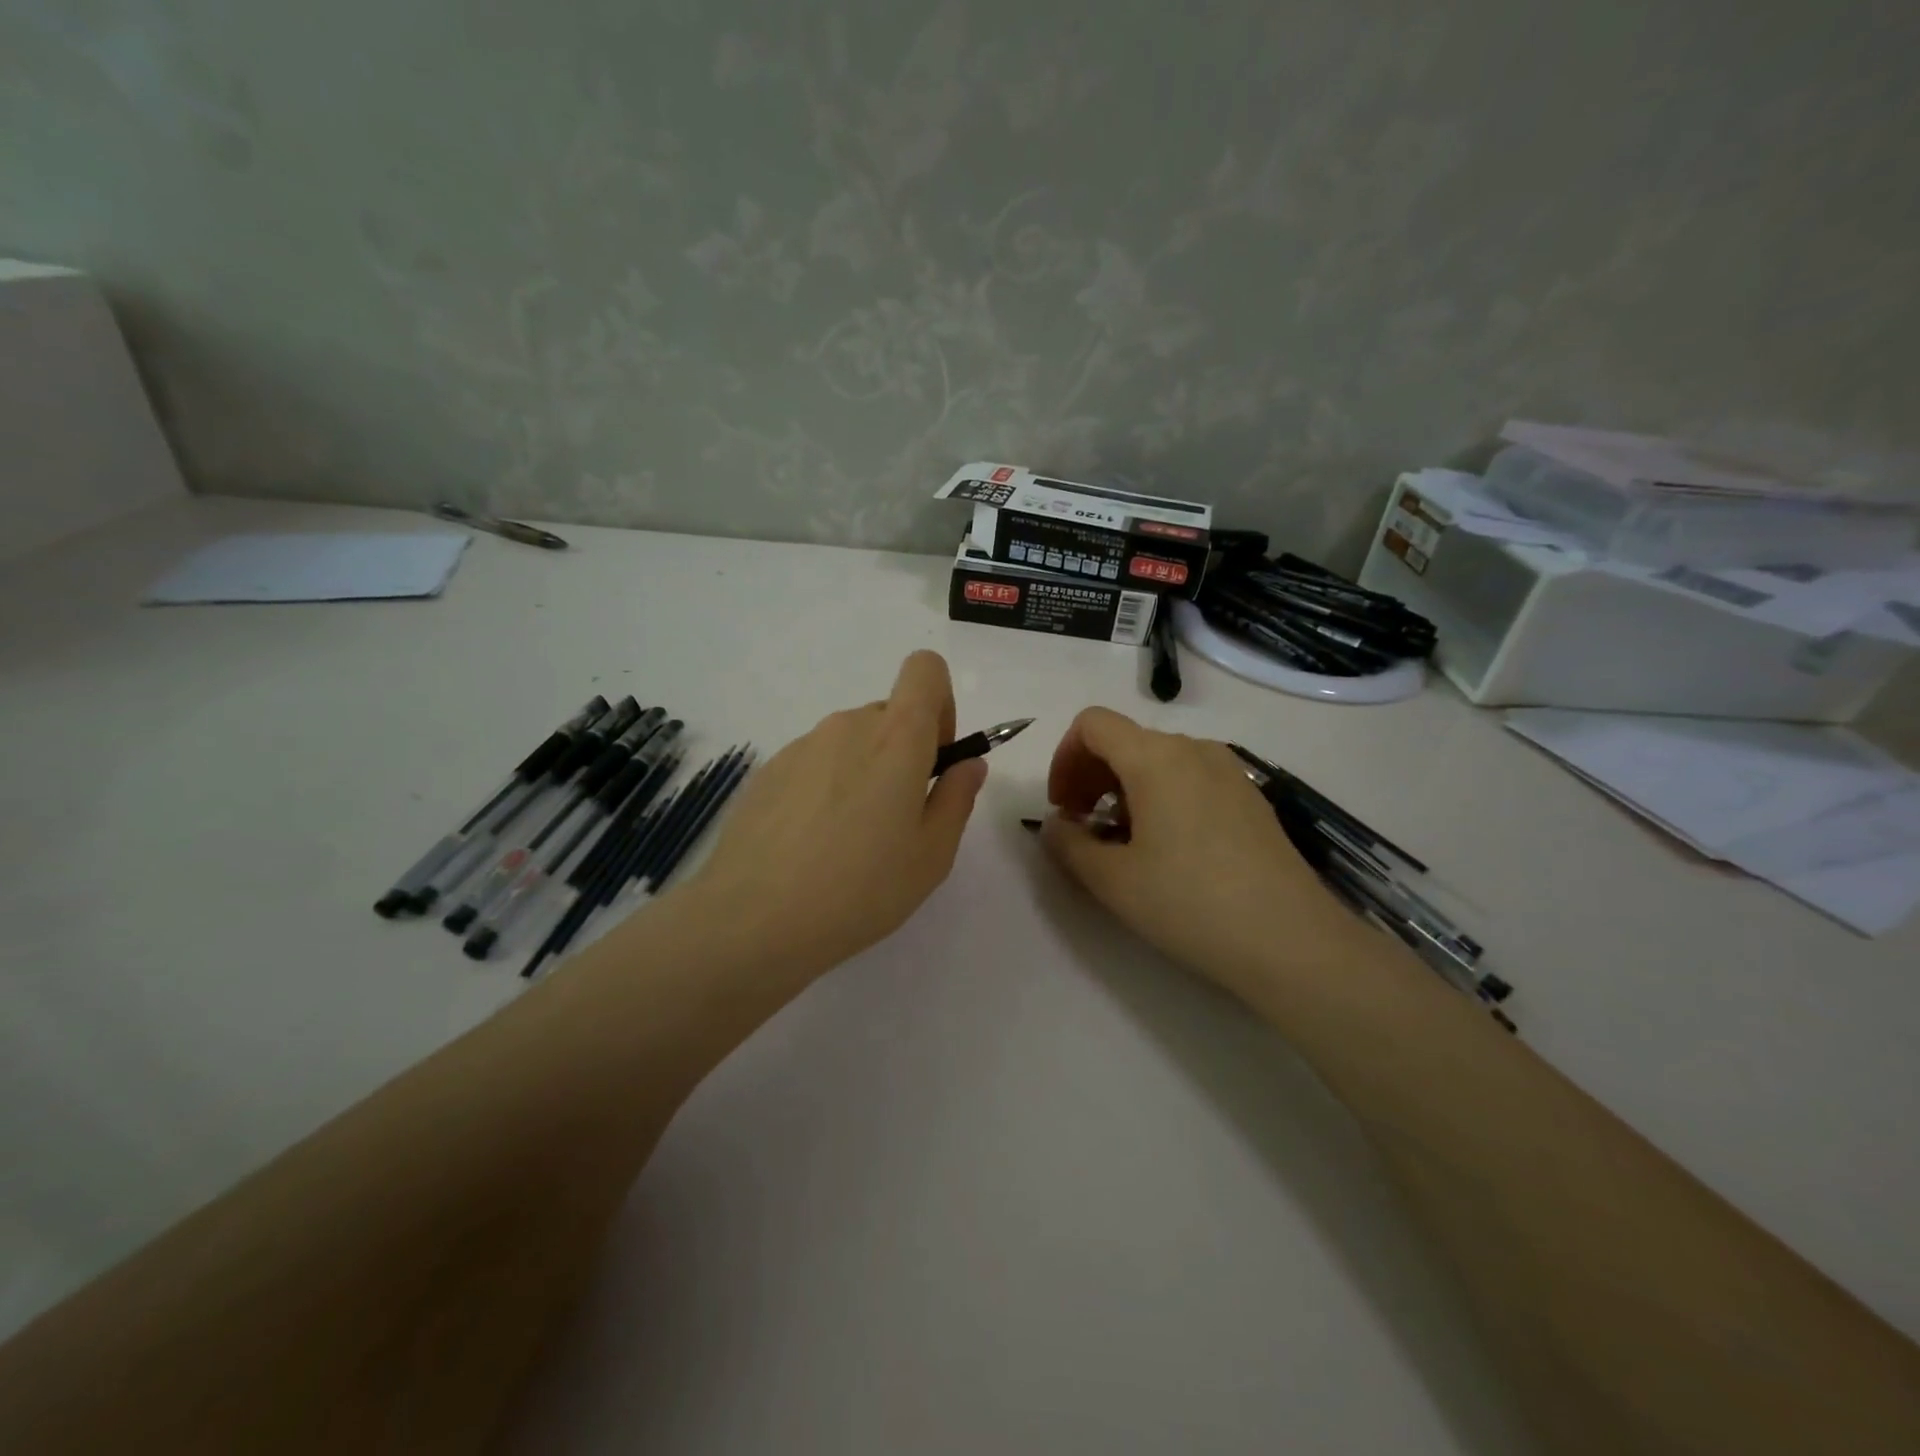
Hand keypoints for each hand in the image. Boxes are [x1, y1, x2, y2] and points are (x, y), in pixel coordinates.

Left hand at [671, 651, 986, 979]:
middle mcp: (846, 726)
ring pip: (849, 742)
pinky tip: (810, 846)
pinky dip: (824, 789)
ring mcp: (801, 746)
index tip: (934, 758)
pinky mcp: (768, 771)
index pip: (925, 669)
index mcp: (895, 737)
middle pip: (888, 715)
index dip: (940, 704)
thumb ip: (957, 797)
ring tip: (848, 841)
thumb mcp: (932, 854)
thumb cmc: (861, 888)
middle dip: (903, 753)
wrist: (753, 919)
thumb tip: (967, 763)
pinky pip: (813, 764)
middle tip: (895, 821)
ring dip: (862, 773)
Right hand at [1038, 707, 1363, 1001]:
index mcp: (1155, 757)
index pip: (1092, 724)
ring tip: (1124, 843)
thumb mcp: (1111, 880)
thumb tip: (1056, 824)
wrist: (1292, 941)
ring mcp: (1229, 771)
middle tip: (1083, 828)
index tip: (1063, 807)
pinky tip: (1169, 850)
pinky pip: (1191, 779)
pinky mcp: (1251, 797)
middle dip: (1091, 776)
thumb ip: (1068, 844)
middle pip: (1126, 740)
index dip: (1064, 758)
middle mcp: (1194, 749)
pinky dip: (1162, 798)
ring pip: (1159, 761)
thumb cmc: (1190, 903)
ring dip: (1125, 789)